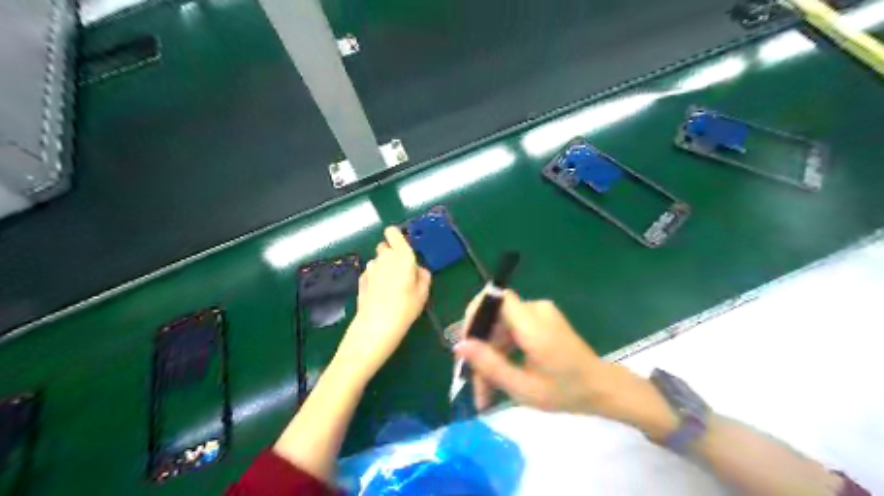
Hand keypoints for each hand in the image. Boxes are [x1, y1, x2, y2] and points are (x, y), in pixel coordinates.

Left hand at [335, 227, 431, 381]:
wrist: (376, 326)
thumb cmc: (406, 308)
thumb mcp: (423, 293)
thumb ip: (423, 275)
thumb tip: (418, 269)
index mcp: (402, 256)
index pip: (393, 232)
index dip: (396, 237)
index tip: (402, 248)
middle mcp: (384, 257)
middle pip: (385, 247)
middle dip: (392, 255)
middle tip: (400, 273)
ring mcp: (370, 268)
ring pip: (378, 261)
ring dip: (383, 268)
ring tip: (390, 288)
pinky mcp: (361, 279)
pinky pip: (371, 273)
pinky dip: (375, 279)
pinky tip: (380, 295)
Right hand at [457, 293, 678, 439]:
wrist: (602, 388)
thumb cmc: (567, 392)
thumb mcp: (524, 387)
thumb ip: (490, 365)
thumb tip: (459, 346)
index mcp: (534, 324)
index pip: (494, 298)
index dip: (475, 315)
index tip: (465, 346)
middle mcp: (536, 309)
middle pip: (494, 316)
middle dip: (480, 346)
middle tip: (474, 380)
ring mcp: (540, 312)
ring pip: (500, 324)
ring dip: (490, 351)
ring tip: (486, 387)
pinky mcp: (541, 319)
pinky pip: (511, 327)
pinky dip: (502, 348)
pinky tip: (500, 372)